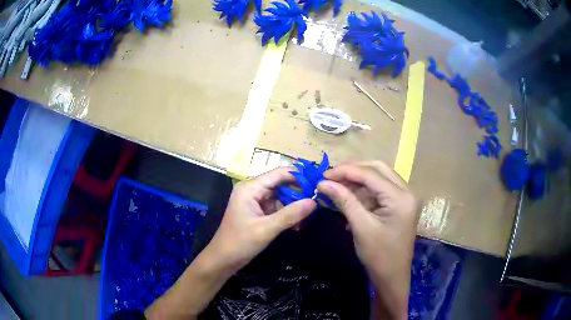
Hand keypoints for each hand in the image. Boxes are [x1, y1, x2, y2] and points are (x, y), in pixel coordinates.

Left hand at [206, 167, 316, 272]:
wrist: (223, 260)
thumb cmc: (240, 242)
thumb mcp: (266, 229)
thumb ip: (290, 215)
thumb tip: (314, 202)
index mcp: (250, 188)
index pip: (278, 174)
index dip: (298, 176)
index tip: (318, 182)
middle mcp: (253, 190)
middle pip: (281, 184)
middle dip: (298, 193)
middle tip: (317, 202)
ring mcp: (255, 201)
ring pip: (281, 197)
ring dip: (294, 206)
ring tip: (309, 217)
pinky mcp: (258, 212)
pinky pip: (277, 208)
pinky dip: (287, 214)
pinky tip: (298, 225)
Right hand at [317, 161, 417, 318]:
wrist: (392, 276)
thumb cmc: (379, 255)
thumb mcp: (361, 227)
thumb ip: (344, 201)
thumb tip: (323, 183)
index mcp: (401, 197)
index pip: (371, 174)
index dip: (346, 171)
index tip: (323, 175)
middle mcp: (406, 191)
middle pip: (377, 169)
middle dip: (353, 170)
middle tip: (331, 176)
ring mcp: (403, 198)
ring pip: (378, 178)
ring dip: (357, 180)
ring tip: (336, 185)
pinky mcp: (398, 205)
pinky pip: (379, 190)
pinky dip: (363, 191)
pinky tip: (348, 196)